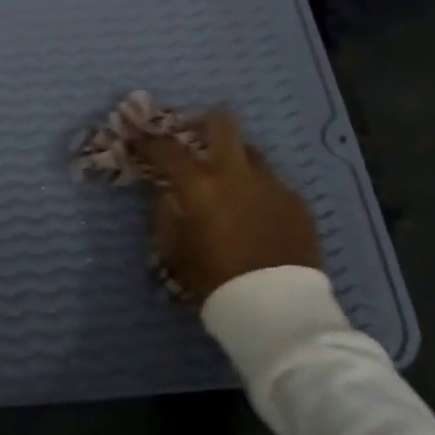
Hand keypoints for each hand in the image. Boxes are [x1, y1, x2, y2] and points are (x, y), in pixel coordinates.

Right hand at [134, 111, 320, 303]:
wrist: (280, 312)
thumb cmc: (216, 282)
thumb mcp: (176, 250)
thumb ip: (167, 214)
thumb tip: (167, 193)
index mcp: (201, 185)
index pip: (166, 148)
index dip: (147, 141)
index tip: (136, 139)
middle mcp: (237, 174)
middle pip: (221, 123)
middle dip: (202, 122)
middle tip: (192, 135)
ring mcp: (272, 185)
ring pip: (250, 151)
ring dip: (233, 158)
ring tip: (227, 181)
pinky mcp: (297, 203)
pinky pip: (271, 183)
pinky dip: (257, 188)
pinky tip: (254, 211)